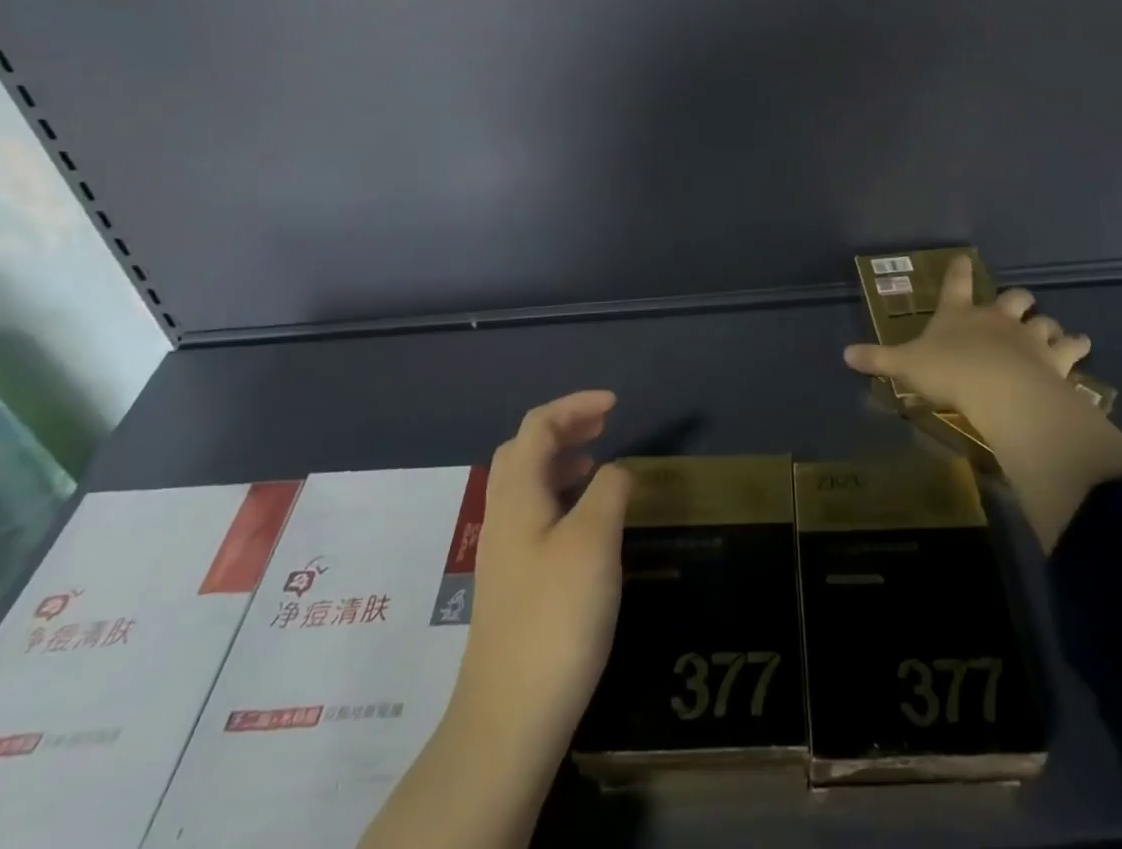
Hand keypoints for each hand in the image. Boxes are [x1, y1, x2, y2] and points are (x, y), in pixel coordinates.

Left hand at [460, 390, 632, 749]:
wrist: (510, 717)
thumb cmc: (555, 616)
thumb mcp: (594, 541)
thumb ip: (609, 490)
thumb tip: (617, 469)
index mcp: (517, 494)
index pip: (538, 426)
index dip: (575, 405)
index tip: (615, 404)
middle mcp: (504, 514)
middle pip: (525, 449)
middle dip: (564, 427)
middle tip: (604, 423)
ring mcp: (505, 550)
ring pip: (528, 483)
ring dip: (561, 459)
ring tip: (598, 461)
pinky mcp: (514, 581)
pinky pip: (535, 513)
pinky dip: (562, 495)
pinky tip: (587, 519)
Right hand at [844, 257, 1092, 413]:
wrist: (999, 389)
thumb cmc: (949, 372)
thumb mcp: (906, 366)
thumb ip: (878, 359)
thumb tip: (844, 355)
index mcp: (960, 314)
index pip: (957, 284)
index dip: (958, 271)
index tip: (963, 259)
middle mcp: (997, 318)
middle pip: (1014, 297)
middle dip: (1017, 300)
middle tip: (1018, 305)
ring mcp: (1029, 336)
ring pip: (1046, 321)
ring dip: (1050, 326)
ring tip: (1055, 333)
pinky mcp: (1055, 357)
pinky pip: (1073, 347)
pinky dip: (1077, 348)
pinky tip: (1081, 349)